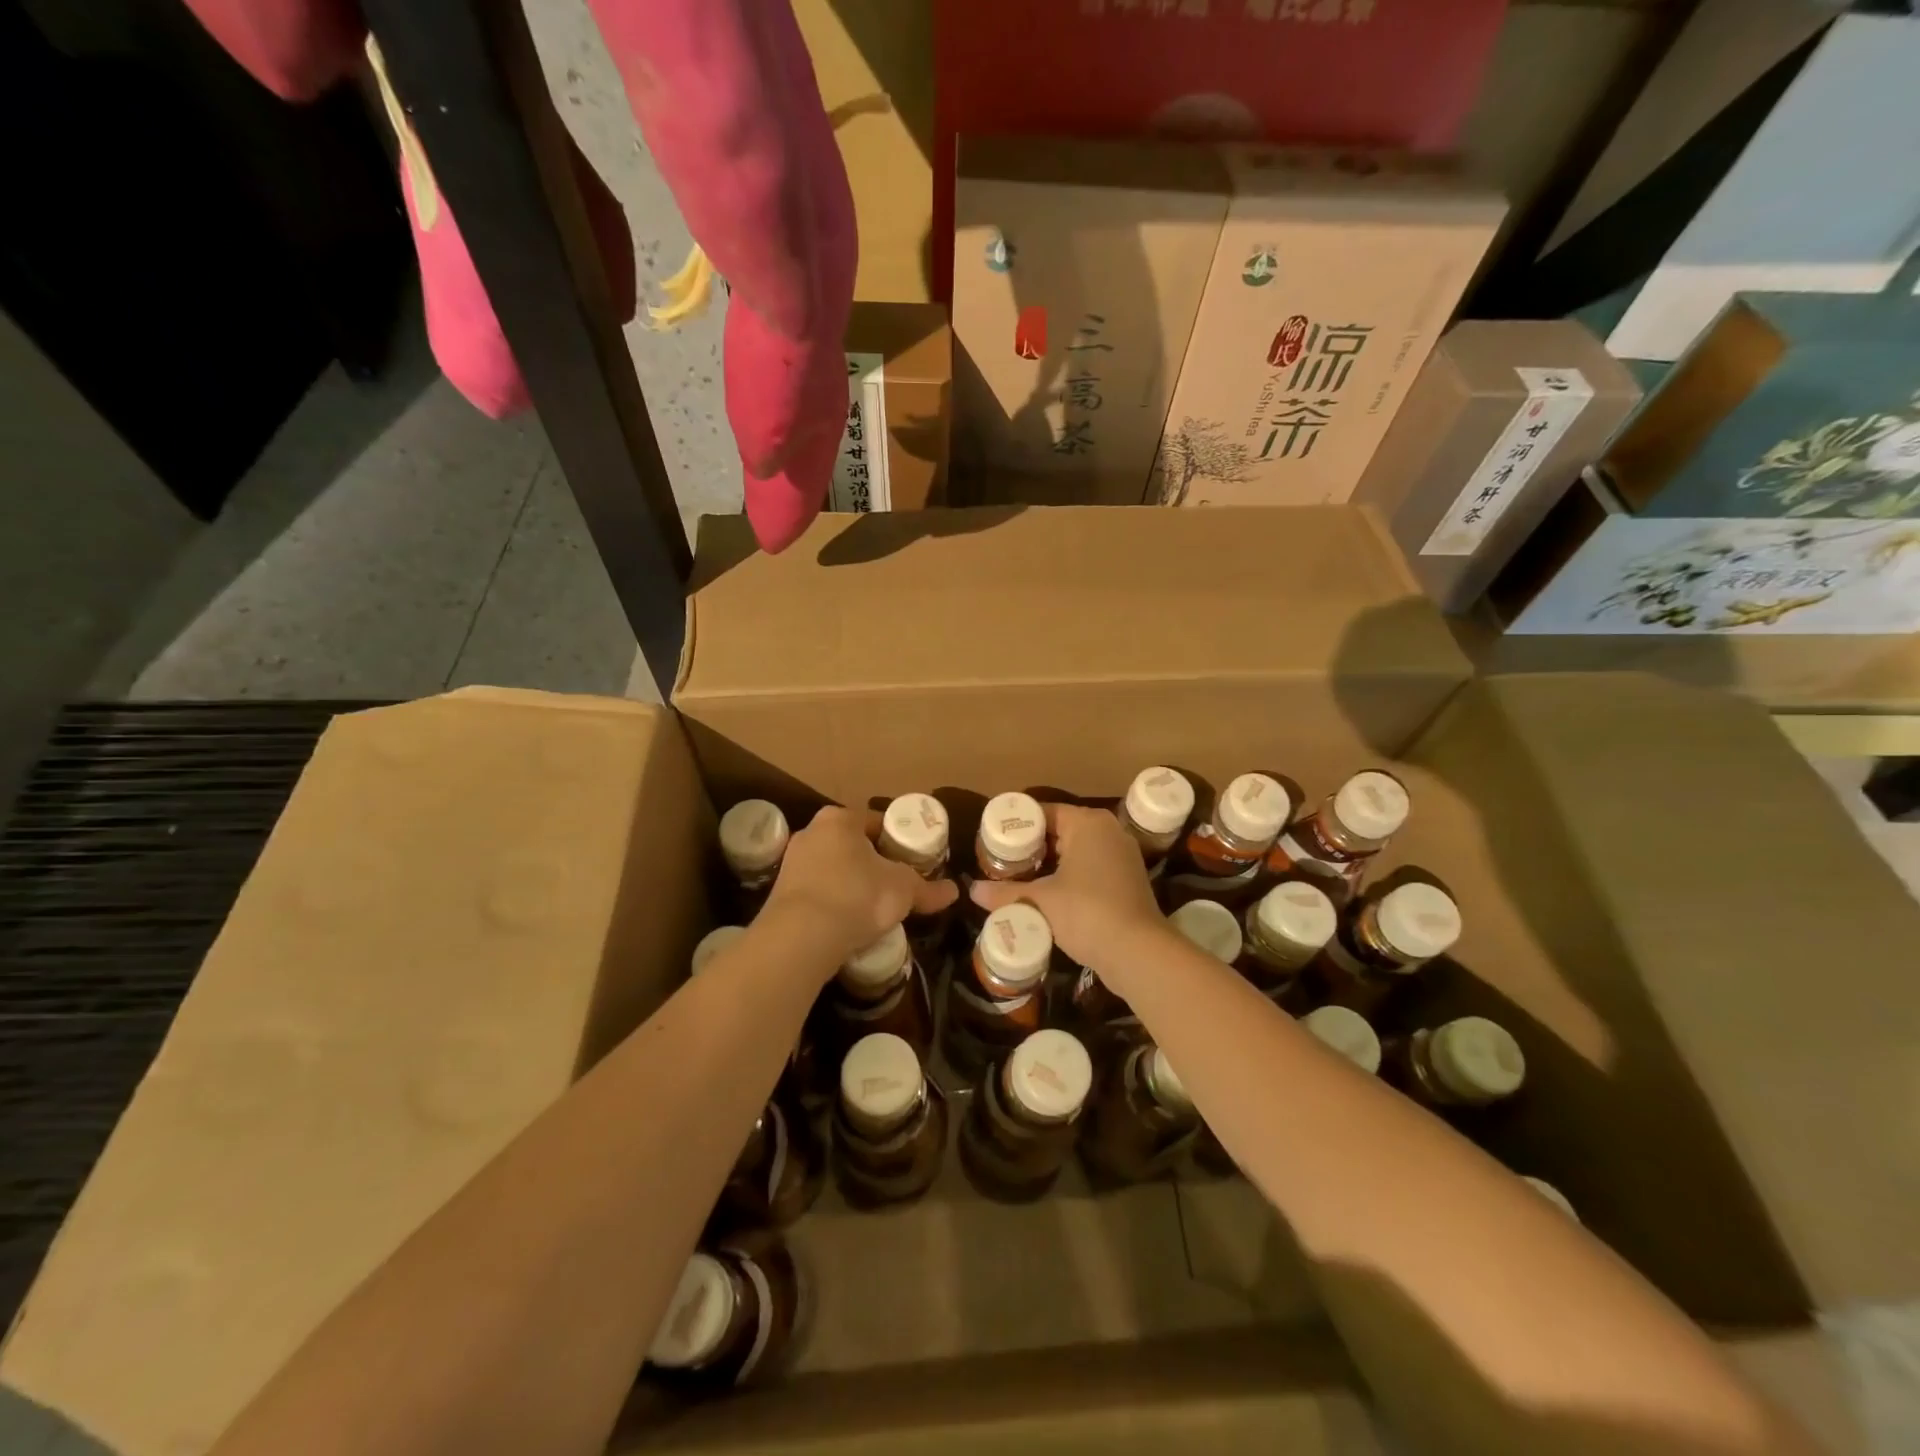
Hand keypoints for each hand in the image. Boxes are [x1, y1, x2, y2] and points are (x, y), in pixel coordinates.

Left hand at [762, 806, 957, 968]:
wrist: (800, 938)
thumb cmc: (857, 897)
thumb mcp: (903, 890)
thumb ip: (928, 888)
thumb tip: (954, 891)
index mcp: (840, 819)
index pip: (877, 822)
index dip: (899, 841)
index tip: (913, 862)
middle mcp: (811, 832)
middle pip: (853, 844)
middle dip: (874, 863)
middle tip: (896, 885)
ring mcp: (791, 862)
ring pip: (833, 868)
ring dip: (852, 883)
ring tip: (873, 908)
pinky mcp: (780, 893)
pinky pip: (817, 891)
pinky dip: (833, 902)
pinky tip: (847, 923)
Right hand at [970, 804, 1167, 972]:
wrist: (1138, 952)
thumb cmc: (1086, 913)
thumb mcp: (1040, 901)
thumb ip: (1005, 893)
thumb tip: (971, 890)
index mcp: (1087, 823)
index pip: (1044, 813)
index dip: (1017, 826)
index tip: (993, 841)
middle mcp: (1108, 830)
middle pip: (1060, 830)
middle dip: (1031, 847)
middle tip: (1000, 862)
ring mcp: (1122, 854)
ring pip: (1076, 851)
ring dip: (1050, 864)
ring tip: (1018, 878)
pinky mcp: (1128, 879)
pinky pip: (1090, 867)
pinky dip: (1069, 876)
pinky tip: (1048, 895)